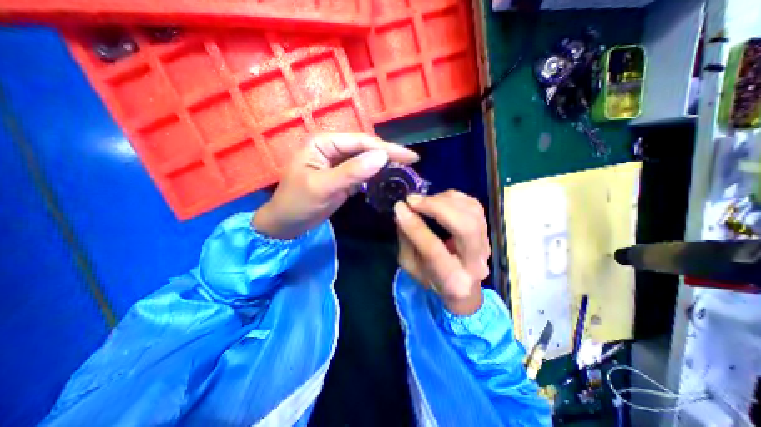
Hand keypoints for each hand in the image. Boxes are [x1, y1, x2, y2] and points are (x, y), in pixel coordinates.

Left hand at [252, 131, 418, 238]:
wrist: (287, 223)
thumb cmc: (298, 203)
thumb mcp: (323, 187)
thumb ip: (351, 172)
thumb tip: (381, 157)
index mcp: (324, 143)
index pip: (360, 142)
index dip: (387, 148)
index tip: (410, 156)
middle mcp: (333, 148)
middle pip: (366, 149)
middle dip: (388, 155)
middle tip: (412, 163)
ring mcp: (339, 163)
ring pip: (366, 160)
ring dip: (384, 165)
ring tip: (405, 170)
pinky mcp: (343, 176)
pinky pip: (363, 173)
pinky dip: (376, 176)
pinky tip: (389, 179)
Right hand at [396, 192, 490, 314]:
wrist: (461, 284)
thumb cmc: (430, 277)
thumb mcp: (410, 264)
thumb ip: (406, 240)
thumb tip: (402, 211)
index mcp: (452, 281)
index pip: (434, 250)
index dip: (415, 226)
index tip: (400, 208)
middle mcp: (476, 264)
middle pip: (465, 227)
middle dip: (436, 207)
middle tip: (412, 200)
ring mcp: (486, 245)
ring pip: (472, 212)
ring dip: (443, 200)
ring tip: (423, 201)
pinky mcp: (487, 230)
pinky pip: (473, 205)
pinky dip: (452, 198)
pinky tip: (438, 201)